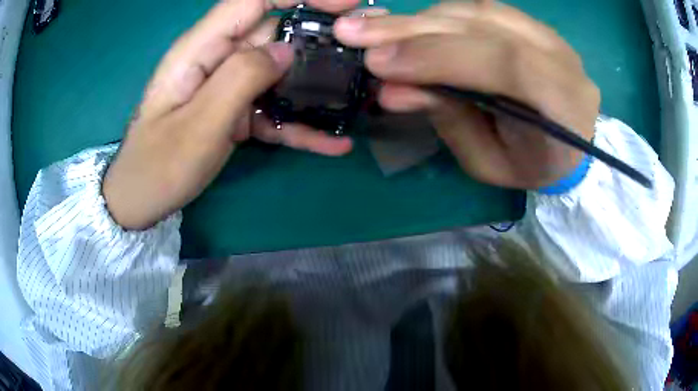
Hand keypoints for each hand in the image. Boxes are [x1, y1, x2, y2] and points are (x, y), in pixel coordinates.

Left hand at [104, 0, 359, 229]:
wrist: (141, 199)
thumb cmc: (159, 166)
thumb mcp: (199, 124)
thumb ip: (241, 78)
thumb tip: (286, 50)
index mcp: (201, 49)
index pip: (254, 0)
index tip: (344, 4)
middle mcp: (217, 59)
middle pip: (274, 34)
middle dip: (320, 39)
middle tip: (365, 55)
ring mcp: (227, 87)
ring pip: (278, 73)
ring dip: (316, 85)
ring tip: (359, 97)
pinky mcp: (233, 111)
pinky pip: (271, 108)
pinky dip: (300, 124)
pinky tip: (333, 142)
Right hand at [335, 2, 599, 189]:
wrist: (568, 146)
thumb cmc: (531, 165)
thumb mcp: (489, 162)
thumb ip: (450, 120)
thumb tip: (391, 88)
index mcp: (564, 105)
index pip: (506, 64)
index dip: (440, 55)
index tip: (379, 62)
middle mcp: (562, 58)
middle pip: (487, 25)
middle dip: (415, 28)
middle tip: (354, 32)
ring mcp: (550, 35)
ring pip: (479, 9)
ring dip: (421, 18)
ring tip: (375, 27)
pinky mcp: (533, 24)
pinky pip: (481, 7)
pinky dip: (440, 14)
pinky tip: (411, 24)